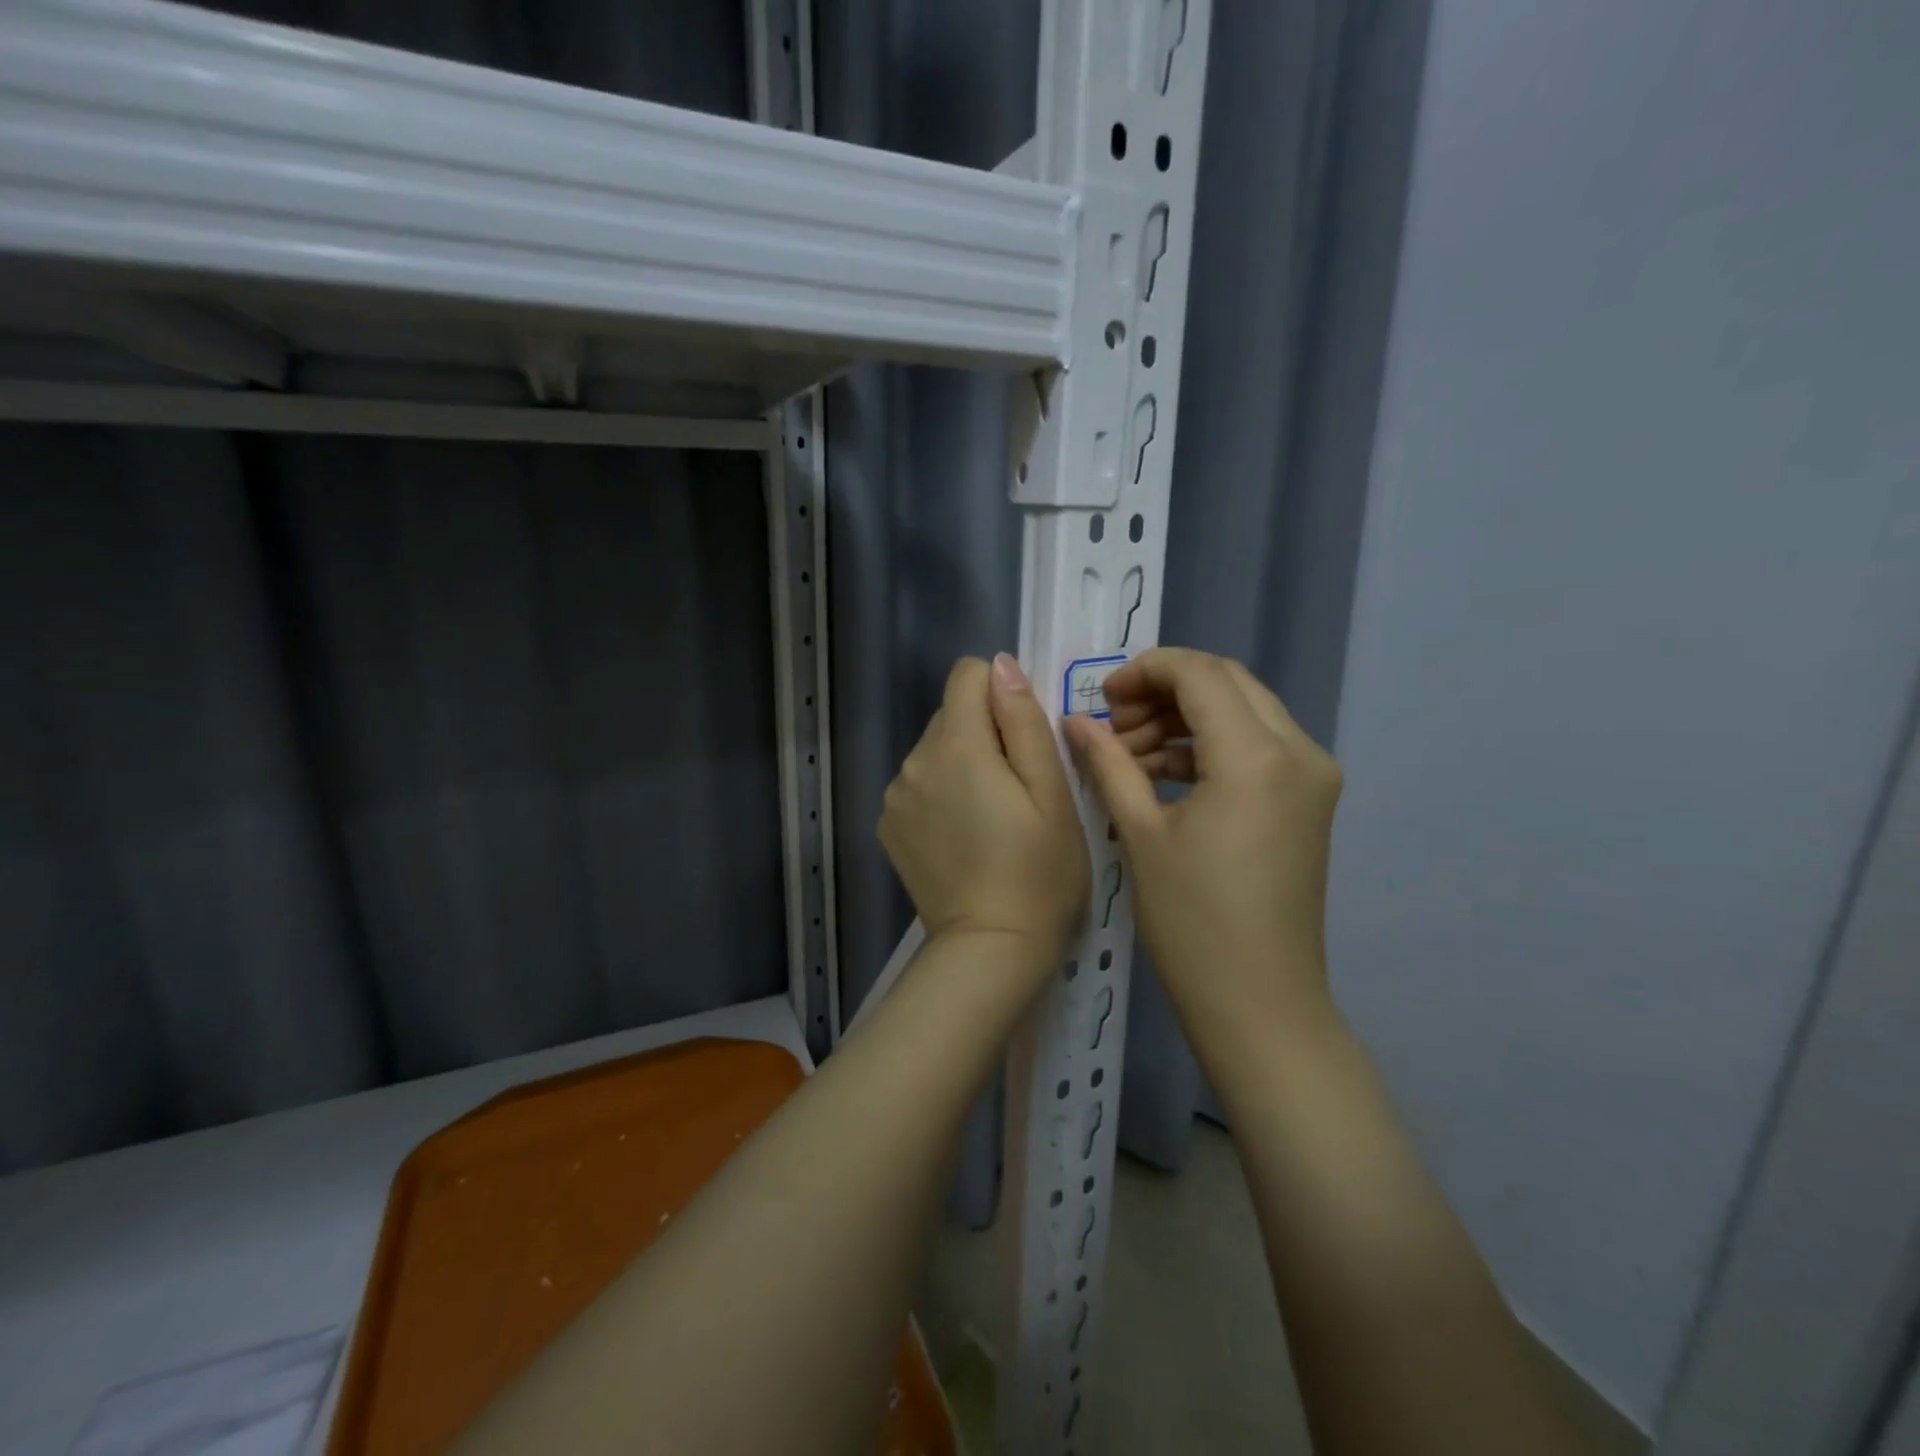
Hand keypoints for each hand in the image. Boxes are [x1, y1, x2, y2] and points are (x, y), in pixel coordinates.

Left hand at [879, 655, 1090, 969]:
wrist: (990, 948)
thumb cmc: (1039, 871)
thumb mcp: (1051, 792)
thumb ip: (1024, 720)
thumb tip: (1001, 665)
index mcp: (957, 745)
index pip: (967, 675)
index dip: (1001, 694)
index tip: (1024, 738)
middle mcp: (914, 760)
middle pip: (951, 714)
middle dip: (984, 733)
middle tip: (1017, 788)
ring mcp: (895, 795)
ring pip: (935, 751)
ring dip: (961, 765)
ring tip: (991, 817)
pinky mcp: (888, 826)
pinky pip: (918, 784)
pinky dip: (940, 794)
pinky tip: (963, 836)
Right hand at [1062, 648, 1342, 1040]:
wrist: (1259, 1004)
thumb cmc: (1192, 922)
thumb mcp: (1139, 834)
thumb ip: (1108, 762)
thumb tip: (1076, 720)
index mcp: (1256, 756)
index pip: (1200, 673)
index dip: (1144, 671)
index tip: (1101, 698)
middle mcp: (1299, 751)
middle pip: (1226, 683)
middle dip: (1163, 690)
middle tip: (1112, 723)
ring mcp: (1312, 776)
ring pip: (1242, 711)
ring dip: (1184, 719)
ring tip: (1128, 753)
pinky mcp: (1308, 801)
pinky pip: (1256, 747)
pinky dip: (1208, 746)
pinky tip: (1160, 773)